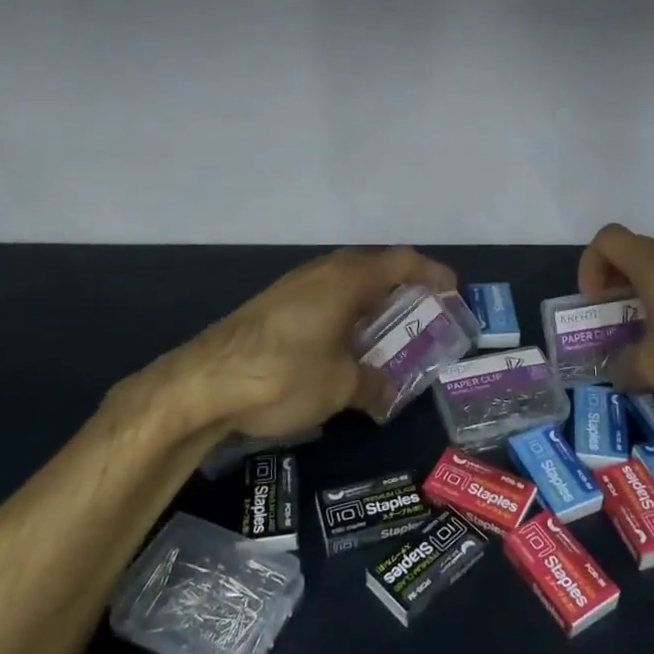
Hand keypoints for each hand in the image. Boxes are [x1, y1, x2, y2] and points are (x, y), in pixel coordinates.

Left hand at [172, 246, 457, 437]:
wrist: (201, 384)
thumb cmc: (283, 374)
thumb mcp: (339, 387)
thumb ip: (372, 385)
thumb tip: (386, 391)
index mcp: (347, 279)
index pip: (403, 262)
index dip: (433, 274)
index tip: (452, 294)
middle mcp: (322, 273)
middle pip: (374, 269)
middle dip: (402, 291)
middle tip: (422, 318)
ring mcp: (293, 287)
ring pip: (346, 285)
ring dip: (371, 305)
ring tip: (385, 337)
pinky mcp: (272, 307)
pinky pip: (324, 301)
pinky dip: (345, 316)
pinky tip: (342, 349)